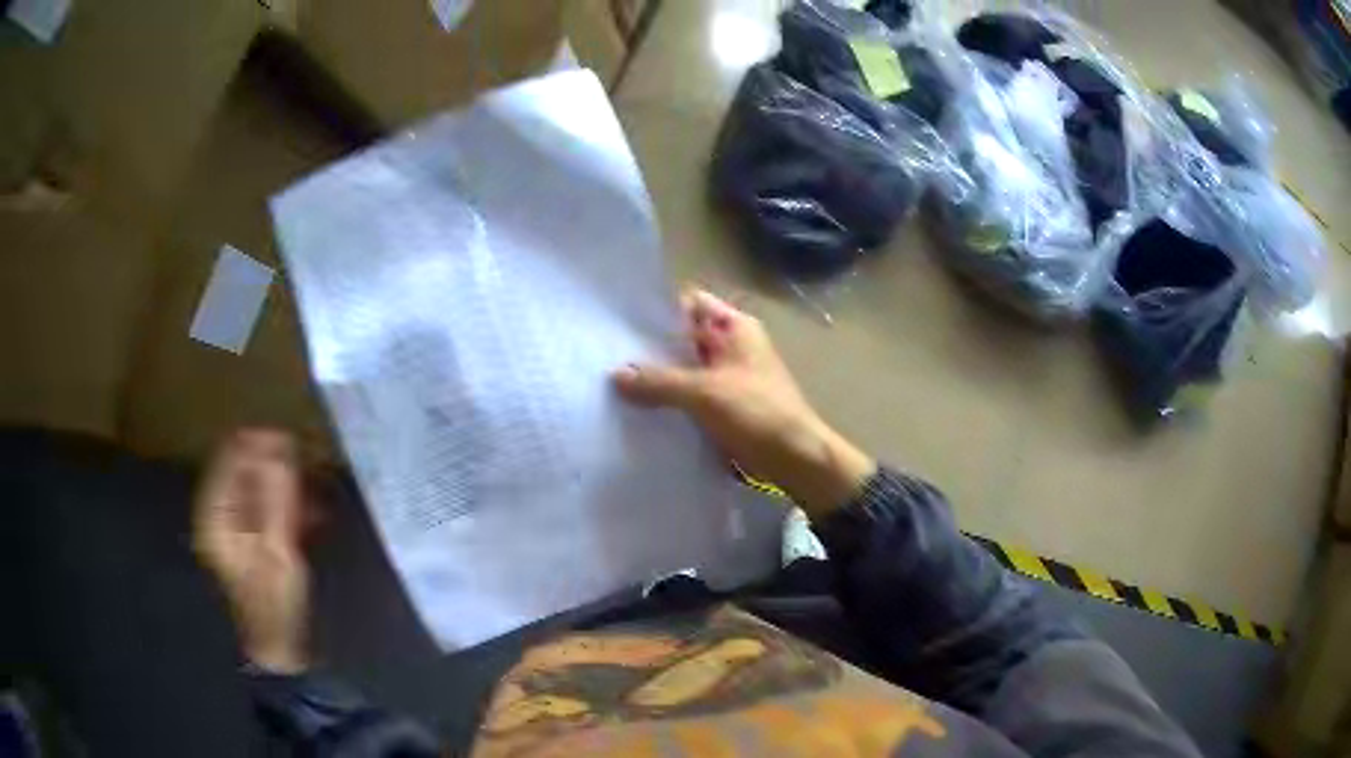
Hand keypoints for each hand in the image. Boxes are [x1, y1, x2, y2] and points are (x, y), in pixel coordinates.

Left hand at [193, 429, 309, 673]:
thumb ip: (277, 500)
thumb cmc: (276, 604)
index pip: (231, 457)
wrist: (279, 649)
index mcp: (216, 515)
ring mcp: (233, 528)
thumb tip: (280, 450)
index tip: (295, 441)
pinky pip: (265, 506)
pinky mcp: (249, 540)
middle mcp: (219, 514)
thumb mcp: (279, 552)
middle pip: (242, 469)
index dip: (259, 443)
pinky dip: (287, 503)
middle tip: (311, 465)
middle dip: (276, 462)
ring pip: (256, 486)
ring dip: (285, 482)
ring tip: (317, 490)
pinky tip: (312, 514)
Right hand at [613, 288, 874, 516]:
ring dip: (656, 377)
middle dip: (649, 347)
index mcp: (735, 327)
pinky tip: (635, 408)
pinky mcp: (723, 405)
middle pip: (682, 338)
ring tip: (611, 381)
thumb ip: (659, 382)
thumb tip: (615, 375)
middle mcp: (730, 345)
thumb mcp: (705, 392)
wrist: (795, 458)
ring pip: (683, 369)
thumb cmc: (757, 412)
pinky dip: (668, 399)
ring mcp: (727, 376)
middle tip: (605, 354)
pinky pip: (689, 395)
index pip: (689, 303)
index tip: (618, 320)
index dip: (656, 309)